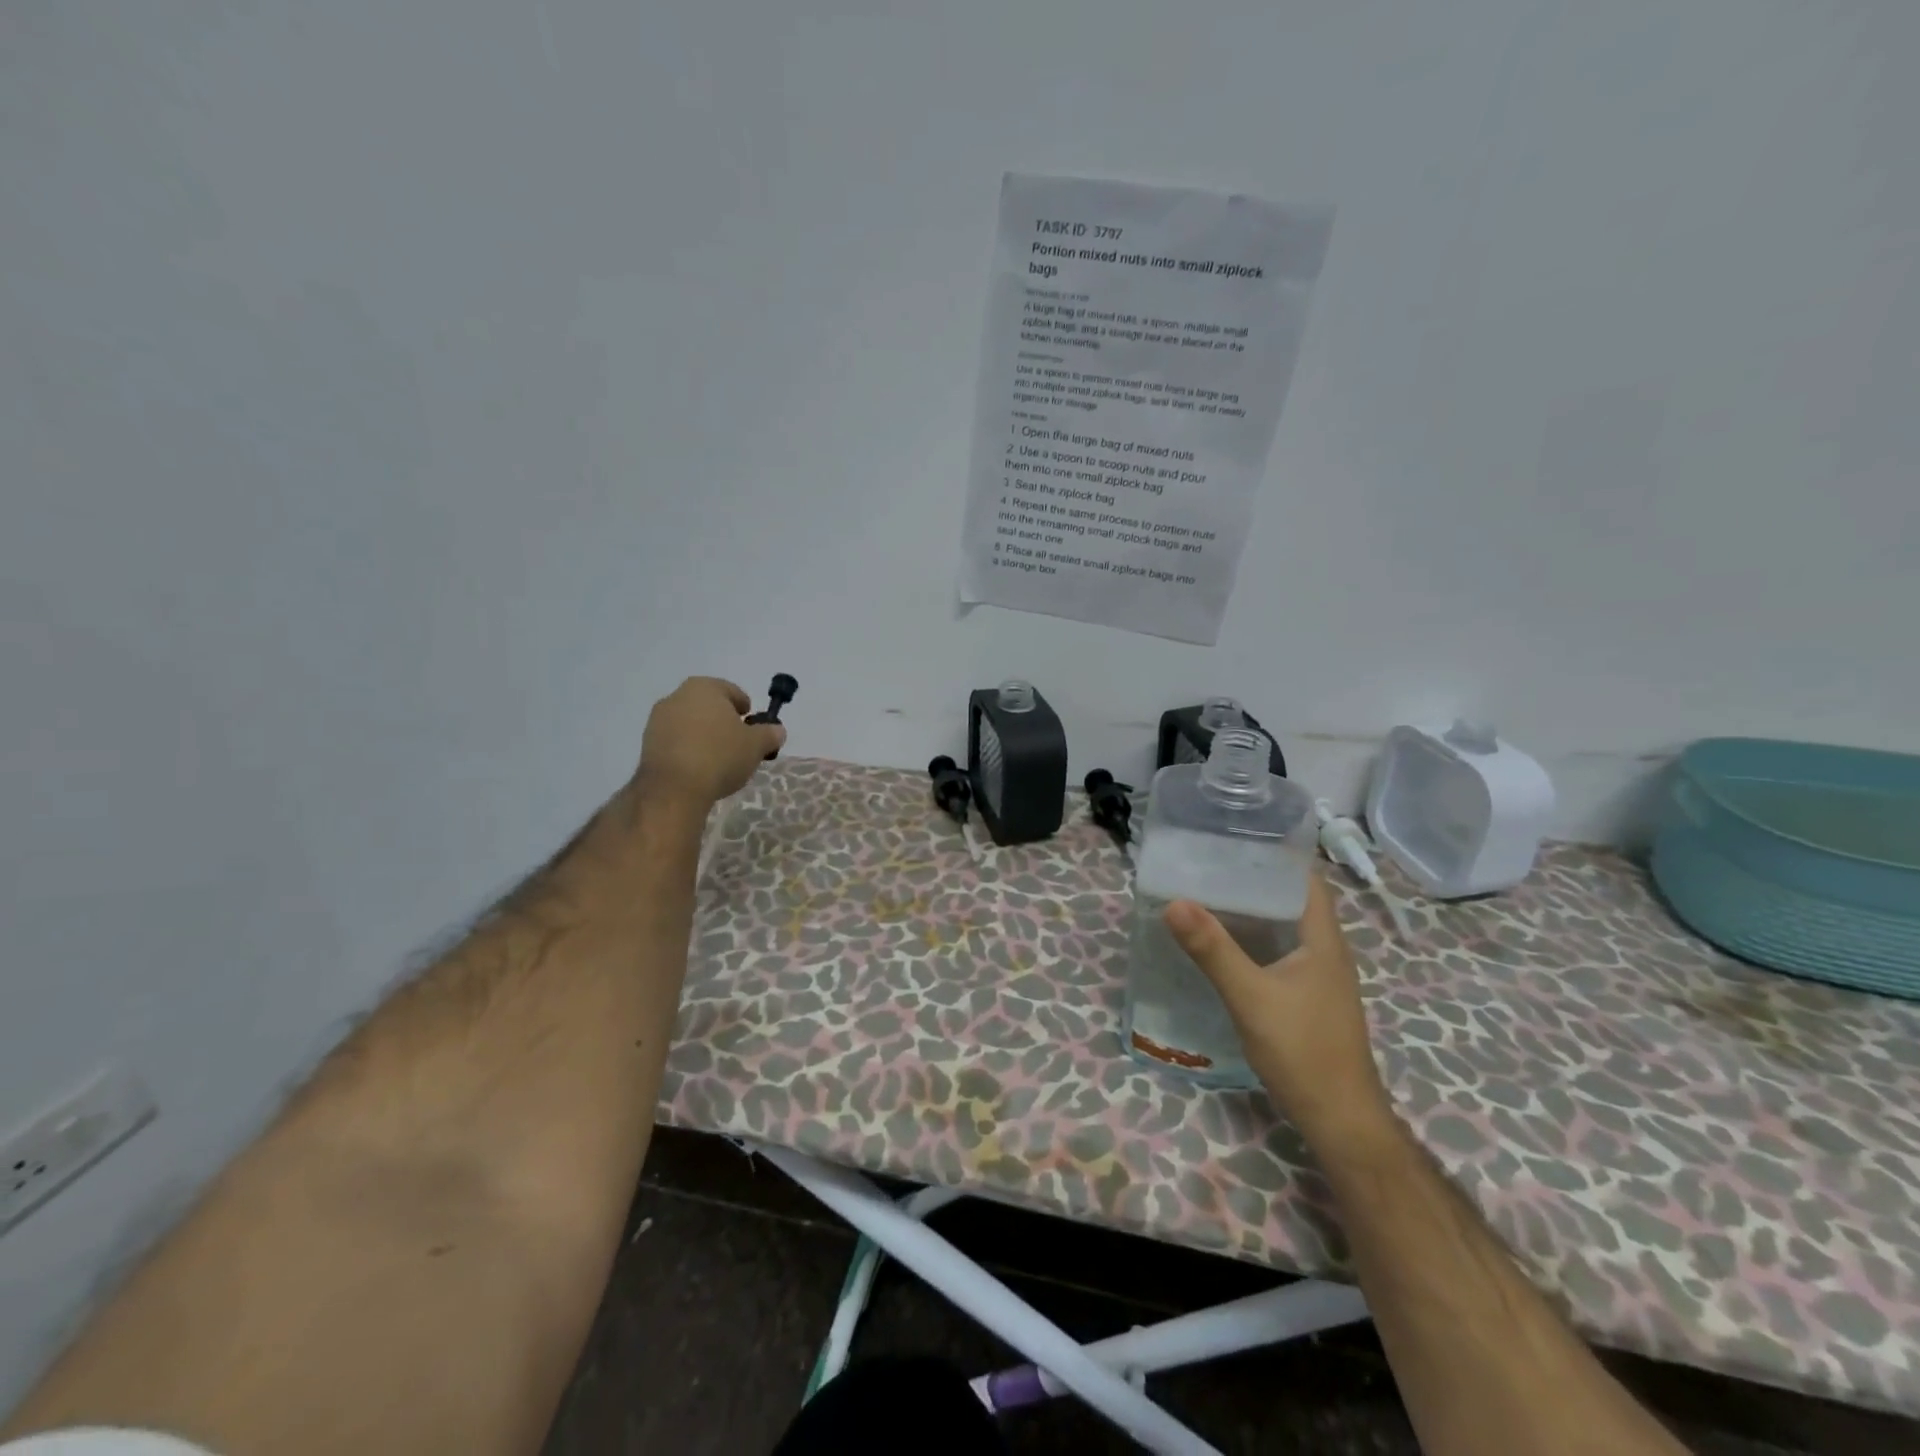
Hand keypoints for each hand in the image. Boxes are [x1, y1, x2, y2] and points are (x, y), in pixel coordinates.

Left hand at [636, 677, 784, 807]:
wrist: (674, 789)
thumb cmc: (720, 756)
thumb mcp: (756, 745)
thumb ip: (770, 734)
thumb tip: (777, 730)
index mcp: (705, 687)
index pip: (733, 692)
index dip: (747, 709)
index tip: (754, 728)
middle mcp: (677, 696)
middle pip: (709, 706)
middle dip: (724, 722)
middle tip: (739, 744)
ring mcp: (658, 720)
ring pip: (691, 723)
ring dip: (705, 736)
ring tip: (719, 760)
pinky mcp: (647, 743)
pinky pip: (676, 741)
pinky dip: (689, 749)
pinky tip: (699, 769)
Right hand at [1164, 872, 1392, 1140]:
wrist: (1341, 1121)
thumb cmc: (1303, 1052)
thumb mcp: (1251, 997)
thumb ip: (1213, 950)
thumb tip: (1175, 902)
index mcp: (1322, 939)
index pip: (1305, 878)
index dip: (1275, 854)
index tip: (1233, 837)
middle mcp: (1325, 950)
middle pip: (1290, 899)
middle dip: (1252, 879)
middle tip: (1205, 864)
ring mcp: (1318, 976)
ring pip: (1283, 927)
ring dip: (1250, 911)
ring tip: (1205, 894)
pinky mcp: (1307, 997)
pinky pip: (1277, 952)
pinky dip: (1252, 939)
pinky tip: (1222, 944)